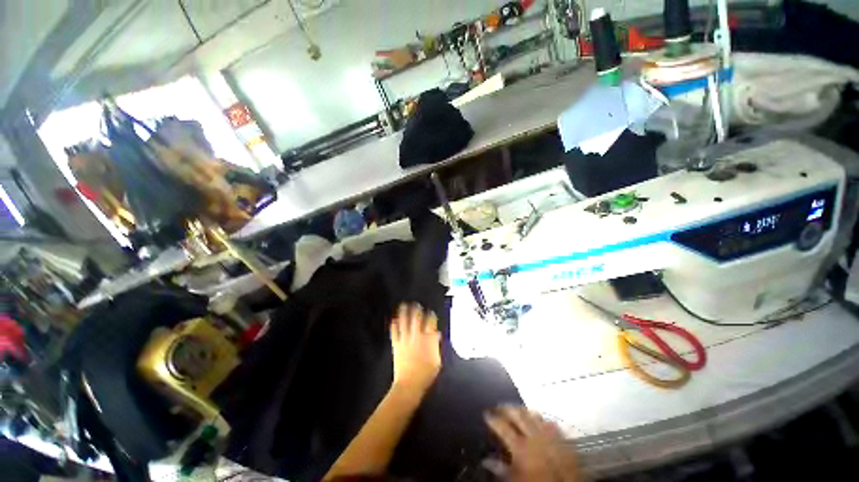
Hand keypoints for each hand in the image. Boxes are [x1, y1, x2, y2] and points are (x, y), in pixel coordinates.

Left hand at [390, 303, 441, 395]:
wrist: (409, 385)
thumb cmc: (426, 374)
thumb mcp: (437, 361)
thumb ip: (436, 346)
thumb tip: (437, 335)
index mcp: (428, 340)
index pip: (430, 323)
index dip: (431, 316)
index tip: (430, 313)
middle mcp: (417, 336)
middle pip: (417, 318)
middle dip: (417, 310)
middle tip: (416, 305)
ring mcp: (405, 340)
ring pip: (405, 322)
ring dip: (404, 313)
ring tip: (404, 305)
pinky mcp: (396, 345)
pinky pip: (394, 332)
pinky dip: (394, 325)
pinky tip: (394, 320)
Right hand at [485, 406, 579, 481]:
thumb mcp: (514, 479)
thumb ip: (500, 468)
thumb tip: (487, 460)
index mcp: (520, 446)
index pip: (502, 426)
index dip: (492, 418)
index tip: (486, 413)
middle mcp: (534, 436)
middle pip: (517, 414)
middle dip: (506, 408)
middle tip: (498, 407)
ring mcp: (550, 435)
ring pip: (534, 415)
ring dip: (524, 410)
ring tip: (517, 409)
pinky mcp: (564, 440)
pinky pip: (552, 424)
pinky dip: (544, 421)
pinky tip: (541, 421)